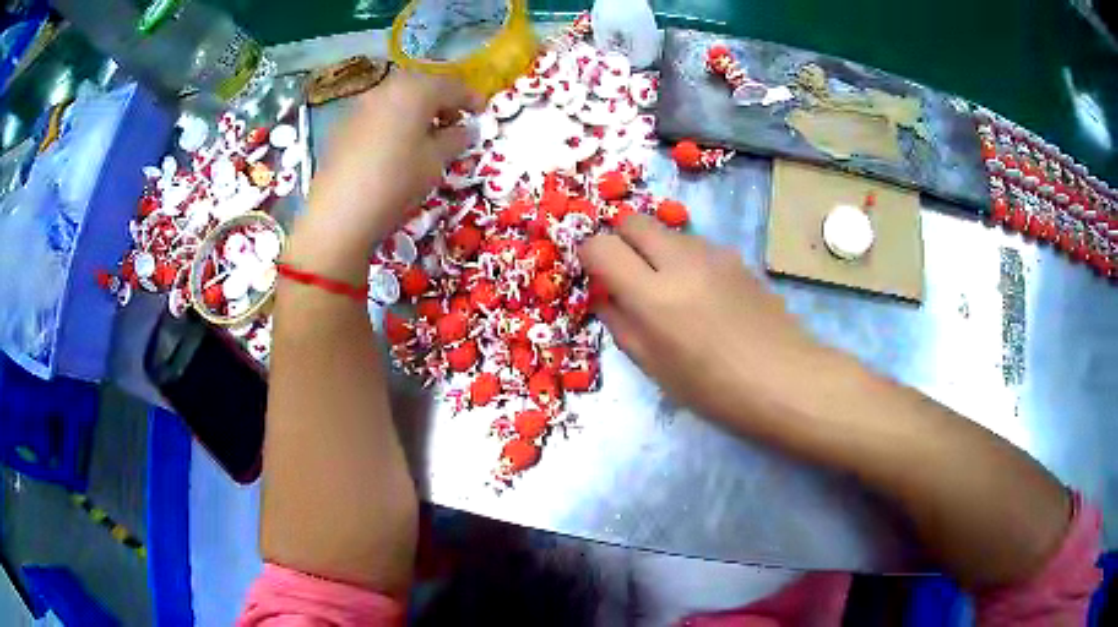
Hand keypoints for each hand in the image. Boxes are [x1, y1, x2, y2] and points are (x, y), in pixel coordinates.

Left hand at [288, 72, 482, 281]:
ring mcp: (361, 105)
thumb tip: (466, 130)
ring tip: (427, 136)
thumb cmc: (397, 181)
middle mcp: (387, 88)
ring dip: (417, 111)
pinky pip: (379, 114)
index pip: (453, 86)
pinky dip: (394, 122)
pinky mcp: (343, 125)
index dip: (472, 99)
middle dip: (442, 102)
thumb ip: (456, 139)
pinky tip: (397, 146)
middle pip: (423, 87)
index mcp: (416, 90)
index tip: (483, 114)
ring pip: (398, 99)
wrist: (340, 213)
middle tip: (455, 123)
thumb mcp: (436, 162)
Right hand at [579, 215, 822, 427]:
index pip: (601, 246)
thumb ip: (620, 324)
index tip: (594, 274)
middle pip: (633, 221)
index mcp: (654, 295)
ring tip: (670, 291)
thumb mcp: (654, 367)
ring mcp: (713, 253)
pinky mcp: (736, 256)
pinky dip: (684, 259)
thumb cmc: (714, 389)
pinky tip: (703, 295)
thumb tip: (604, 296)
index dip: (589, 255)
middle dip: (619, 240)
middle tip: (626, 275)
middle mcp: (681, 260)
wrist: (786, 379)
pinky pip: (695, 245)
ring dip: (655, 250)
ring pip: (666, 232)